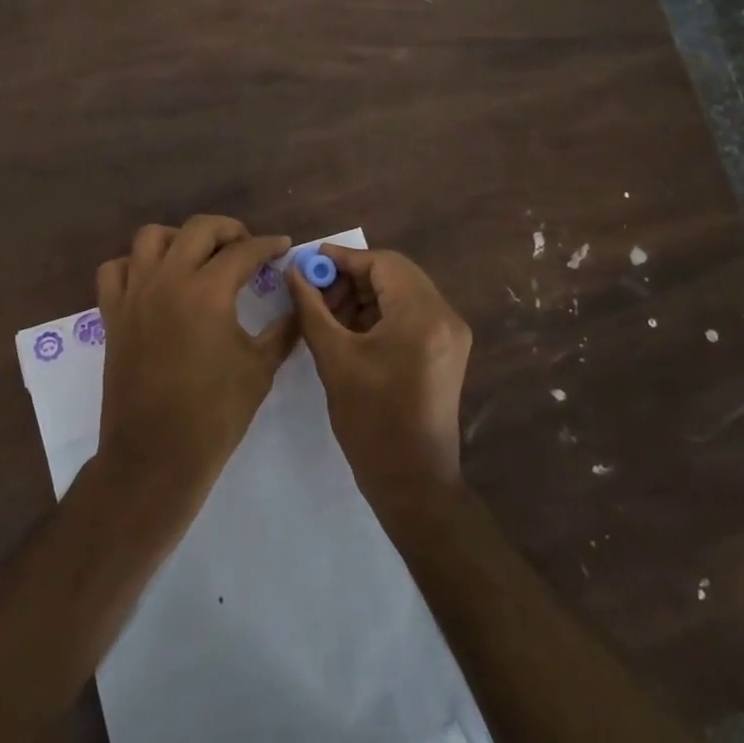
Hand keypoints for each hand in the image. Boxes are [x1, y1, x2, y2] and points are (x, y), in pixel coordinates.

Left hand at [95, 216, 297, 504]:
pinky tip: (153, 279)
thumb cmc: (215, 414)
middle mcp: (168, 280)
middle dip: (228, 229)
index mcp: (208, 291)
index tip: (283, 246)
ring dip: (179, 237)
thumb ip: (283, 330)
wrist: (156, 455)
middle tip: (246, 246)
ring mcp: (135, 294)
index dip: (269, 245)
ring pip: (150, 237)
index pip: (244, 251)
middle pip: (198, 228)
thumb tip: (300, 305)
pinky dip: (134, 264)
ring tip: (198, 255)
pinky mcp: (112, 314)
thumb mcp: (260, 369)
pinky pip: (115, 270)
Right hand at [288, 245, 472, 515]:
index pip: (383, 264)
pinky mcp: (446, 352)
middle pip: (395, 275)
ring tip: (326, 314)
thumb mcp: (334, 358)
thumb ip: (311, 308)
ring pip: (401, 293)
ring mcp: (450, 335)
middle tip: (314, 292)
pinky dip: (378, 314)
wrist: (413, 483)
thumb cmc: (371, 421)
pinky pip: (409, 315)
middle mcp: (445, 316)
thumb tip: (294, 272)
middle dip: (351, 278)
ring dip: (363, 296)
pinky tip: (348, 329)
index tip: (308, 263)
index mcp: (423, 315)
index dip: (343, 259)